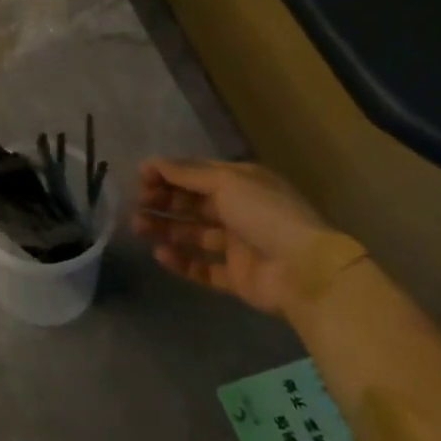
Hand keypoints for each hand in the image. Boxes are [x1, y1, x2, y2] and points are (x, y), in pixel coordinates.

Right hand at [132, 158, 353, 315]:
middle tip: (137, 205)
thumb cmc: (264, 214)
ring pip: (195, 235)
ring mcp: (239, 246)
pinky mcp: (237, 277)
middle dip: (163, 202)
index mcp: (241, 183)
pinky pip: (204, 268)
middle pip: (193, 204)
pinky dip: (182, 262)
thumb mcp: (226, 182)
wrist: (304, 271)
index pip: (197, 175)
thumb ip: (186, 173)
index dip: (168, 174)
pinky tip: (161, 255)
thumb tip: (151, 162)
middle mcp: (239, 211)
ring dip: (166, 229)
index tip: (140, 178)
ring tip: (138, 229)